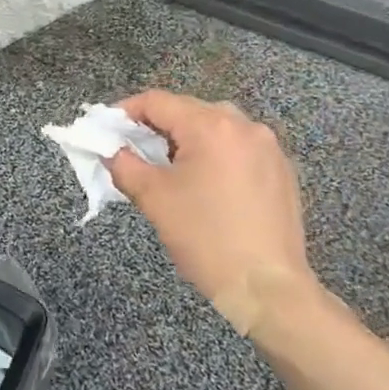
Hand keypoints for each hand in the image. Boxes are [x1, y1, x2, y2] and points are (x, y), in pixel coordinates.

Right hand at [105, 90, 319, 339]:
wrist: (267, 288)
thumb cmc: (205, 238)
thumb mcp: (153, 198)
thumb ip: (124, 164)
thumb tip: (110, 149)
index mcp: (211, 126)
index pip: (157, 101)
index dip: (125, 112)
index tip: (107, 131)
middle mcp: (244, 125)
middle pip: (188, 110)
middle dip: (156, 127)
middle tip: (133, 152)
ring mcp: (268, 147)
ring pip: (215, 127)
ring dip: (187, 140)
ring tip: (168, 169)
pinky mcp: (281, 170)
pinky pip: (238, 148)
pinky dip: (215, 155)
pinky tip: (205, 185)